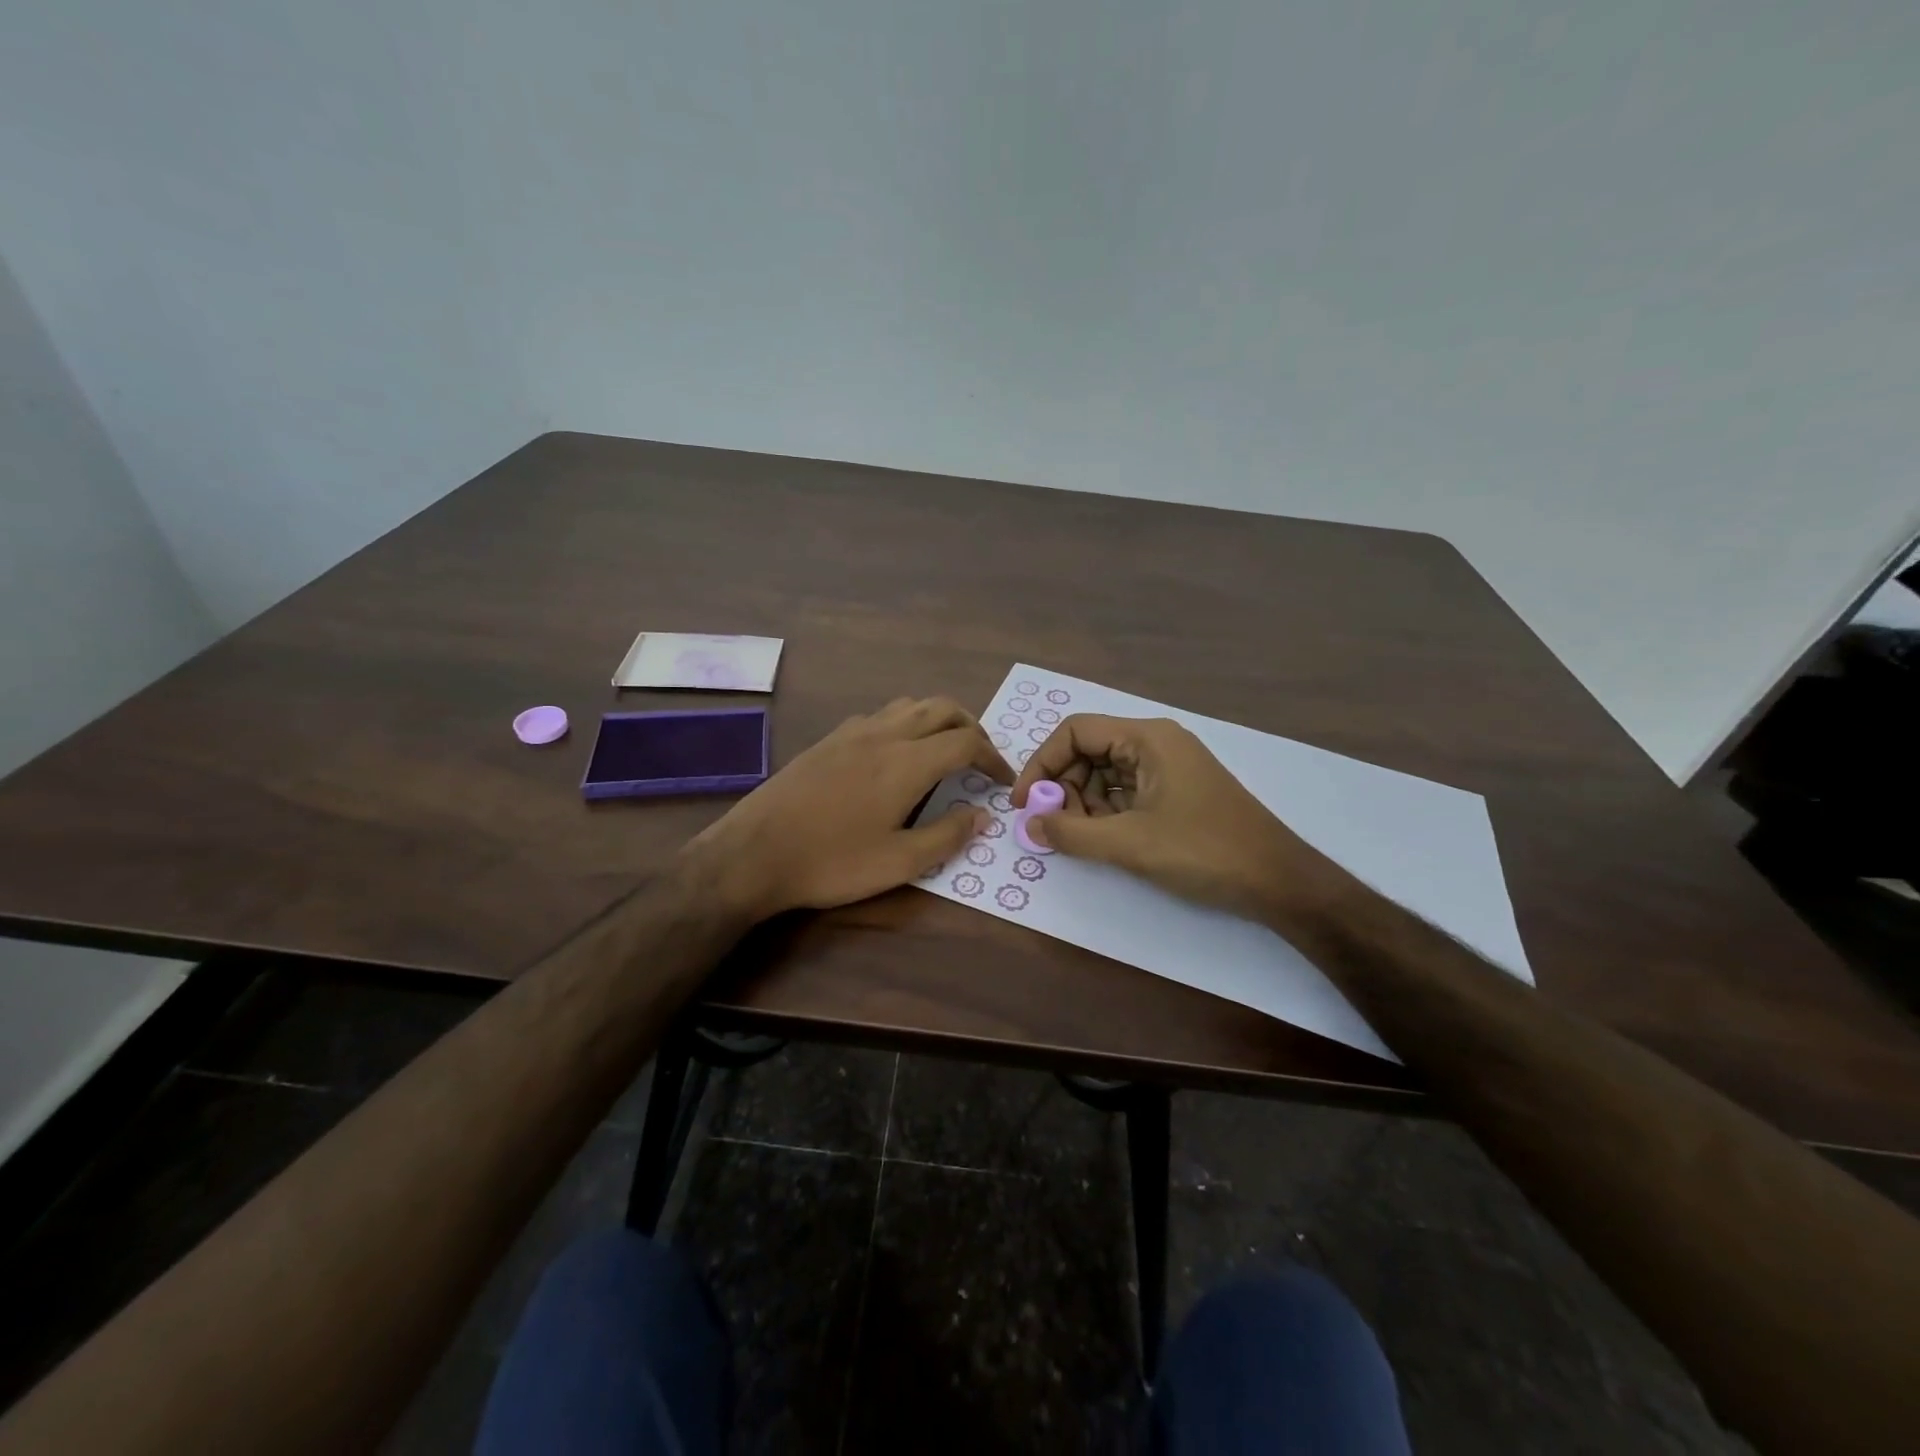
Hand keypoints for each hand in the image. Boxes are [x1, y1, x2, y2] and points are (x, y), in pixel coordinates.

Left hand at [690, 697, 1011, 918]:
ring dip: (938, 720)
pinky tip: (896, 754)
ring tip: (944, 751)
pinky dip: (905, 723)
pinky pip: (881, 715)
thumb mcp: (899, 863)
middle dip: (971, 728)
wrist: (754, 853)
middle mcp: (884, 735)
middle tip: (980, 759)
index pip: (966, 742)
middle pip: (942, 708)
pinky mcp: (829, 739)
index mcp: (906, 762)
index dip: (993, 758)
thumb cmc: (832, 862)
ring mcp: (852, 732)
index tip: (1002, 781)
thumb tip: (982, 816)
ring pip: (909, 705)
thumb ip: (947, 836)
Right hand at [1012, 715, 1335, 921]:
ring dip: (1083, 803)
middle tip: (1054, 827)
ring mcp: (1169, 768)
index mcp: (1147, 738)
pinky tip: (1104, 840)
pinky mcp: (1176, 792)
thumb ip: (1072, 833)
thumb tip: (1029, 825)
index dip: (1042, 763)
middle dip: (1063, 787)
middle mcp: (1156, 743)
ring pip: (1106, 774)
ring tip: (1080, 838)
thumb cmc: (1203, 852)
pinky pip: (1127, 791)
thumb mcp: (1129, 844)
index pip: (1075, 731)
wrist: (1278, 881)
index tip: (1025, 803)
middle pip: (1089, 751)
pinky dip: (1107, 812)